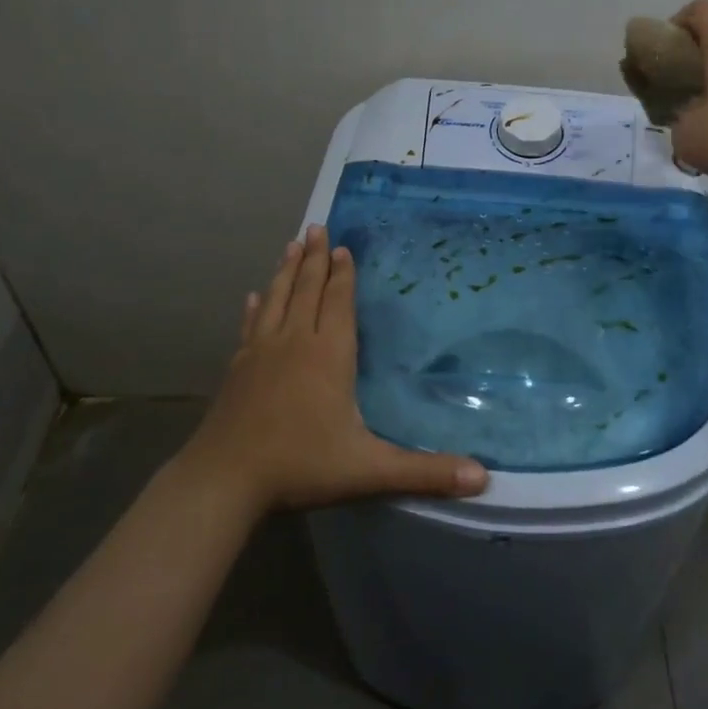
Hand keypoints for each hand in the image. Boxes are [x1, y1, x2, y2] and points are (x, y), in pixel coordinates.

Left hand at [184, 226, 489, 512]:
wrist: (224, 481)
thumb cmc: (301, 467)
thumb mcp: (370, 471)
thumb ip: (425, 472)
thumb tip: (483, 478)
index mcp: (328, 355)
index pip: (338, 303)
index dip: (343, 275)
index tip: (343, 247)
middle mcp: (294, 343)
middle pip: (306, 290)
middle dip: (314, 258)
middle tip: (316, 227)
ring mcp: (260, 353)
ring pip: (277, 300)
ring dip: (286, 272)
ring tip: (291, 246)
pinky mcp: (237, 370)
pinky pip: (249, 327)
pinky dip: (255, 308)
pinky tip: (253, 297)